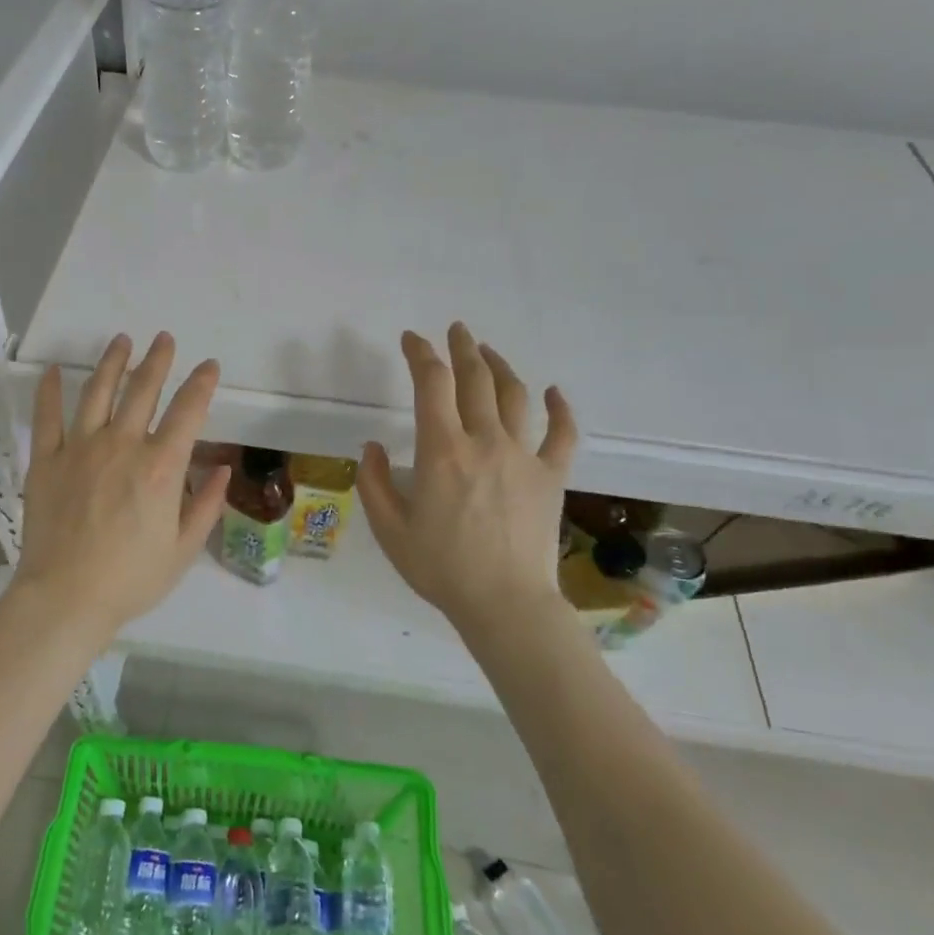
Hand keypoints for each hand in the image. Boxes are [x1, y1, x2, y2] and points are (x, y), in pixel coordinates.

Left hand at [10, 332, 226, 643]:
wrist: (66, 598)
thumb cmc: (131, 579)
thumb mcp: (183, 550)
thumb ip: (206, 506)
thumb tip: (222, 469)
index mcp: (161, 467)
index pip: (188, 412)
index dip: (201, 384)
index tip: (209, 366)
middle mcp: (122, 446)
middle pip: (142, 390)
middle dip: (157, 360)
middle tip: (164, 339)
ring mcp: (79, 449)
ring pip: (97, 392)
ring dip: (112, 362)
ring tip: (121, 341)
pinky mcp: (45, 460)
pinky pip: (47, 417)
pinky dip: (49, 390)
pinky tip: (53, 370)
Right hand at [357, 324, 577, 640]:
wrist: (504, 604)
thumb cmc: (441, 568)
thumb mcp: (389, 529)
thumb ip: (372, 482)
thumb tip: (371, 446)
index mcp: (441, 450)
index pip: (432, 384)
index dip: (420, 354)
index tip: (411, 339)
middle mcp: (484, 441)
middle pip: (475, 378)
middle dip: (462, 348)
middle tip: (455, 330)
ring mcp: (523, 456)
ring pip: (515, 396)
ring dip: (500, 367)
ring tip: (488, 352)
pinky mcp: (551, 476)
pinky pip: (562, 433)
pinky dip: (559, 408)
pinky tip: (553, 392)